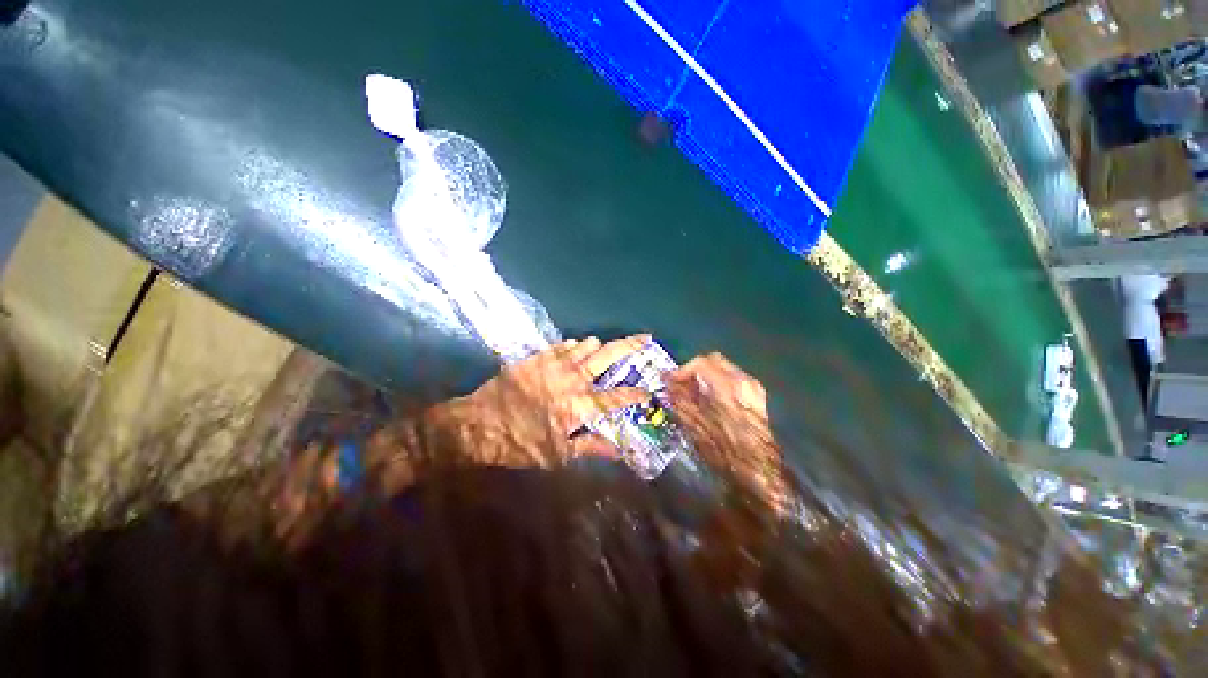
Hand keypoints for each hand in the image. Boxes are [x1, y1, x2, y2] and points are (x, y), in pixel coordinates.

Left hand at [426, 336, 651, 468]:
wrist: (479, 424)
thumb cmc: (521, 444)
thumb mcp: (558, 455)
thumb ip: (592, 448)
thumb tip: (619, 451)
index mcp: (581, 405)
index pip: (619, 396)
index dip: (637, 393)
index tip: (648, 391)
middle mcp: (574, 378)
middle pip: (610, 354)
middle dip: (631, 345)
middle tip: (645, 337)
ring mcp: (556, 363)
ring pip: (589, 344)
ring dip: (600, 349)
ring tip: (602, 355)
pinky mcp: (539, 356)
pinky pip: (566, 343)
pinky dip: (576, 347)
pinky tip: (574, 354)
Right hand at [665, 353, 788, 513]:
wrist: (760, 472)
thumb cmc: (727, 452)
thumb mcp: (697, 426)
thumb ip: (681, 400)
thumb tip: (668, 386)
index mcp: (729, 386)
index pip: (701, 363)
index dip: (681, 370)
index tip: (668, 381)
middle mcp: (744, 380)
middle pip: (713, 360)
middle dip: (693, 370)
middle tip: (677, 383)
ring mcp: (752, 387)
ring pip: (722, 368)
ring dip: (703, 376)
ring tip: (688, 391)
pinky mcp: (756, 396)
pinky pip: (731, 378)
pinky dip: (715, 382)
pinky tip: (705, 398)